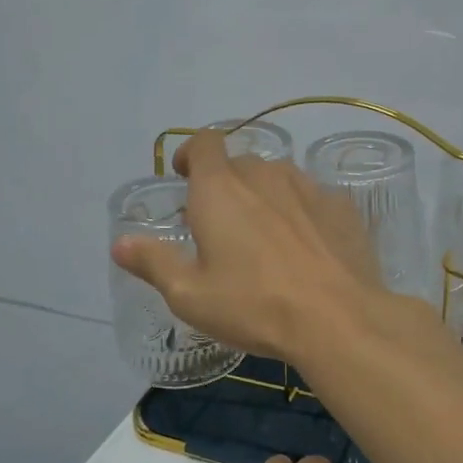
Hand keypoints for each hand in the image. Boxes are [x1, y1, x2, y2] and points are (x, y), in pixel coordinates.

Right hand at [111, 129, 384, 364]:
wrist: (338, 319)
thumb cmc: (253, 305)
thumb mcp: (189, 295)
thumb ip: (153, 262)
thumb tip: (120, 243)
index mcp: (220, 189)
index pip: (203, 143)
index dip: (191, 153)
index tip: (185, 175)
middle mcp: (264, 175)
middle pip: (240, 163)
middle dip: (225, 184)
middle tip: (221, 224)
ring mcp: (308, 187)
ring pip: (278, 178)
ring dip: (264, 195)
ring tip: (264, 234)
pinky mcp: (342, 207)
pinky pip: (312, 198)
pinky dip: (301, 212)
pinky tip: (305, 247)